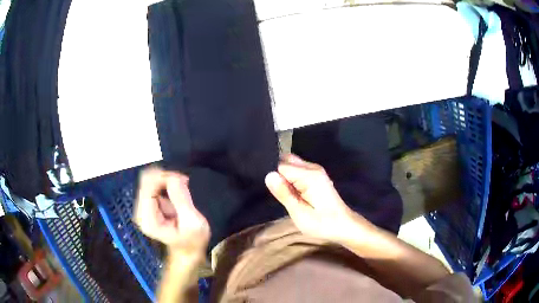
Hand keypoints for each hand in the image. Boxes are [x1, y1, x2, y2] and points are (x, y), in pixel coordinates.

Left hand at [133, 167, 209, 255]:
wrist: (187, 252)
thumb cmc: (192, 241)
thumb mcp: (192, 222)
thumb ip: (181, 199)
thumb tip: (174, 177)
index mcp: (148, 218)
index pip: (148, 186)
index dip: (164, 177)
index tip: (183, 181)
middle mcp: (141, 211)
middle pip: (146, 180)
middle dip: (165, 177)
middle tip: (183, 182)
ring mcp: (143, 208)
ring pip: (149, 180)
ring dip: (166, 179)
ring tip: (182, 187)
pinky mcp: (148, 205)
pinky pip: (153, 185)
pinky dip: (165, 183)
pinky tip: (176, 190)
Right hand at [265, 154, 372, 242]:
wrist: (344, 225)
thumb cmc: (322, 223)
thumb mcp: (300, 213)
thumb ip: (284, 193)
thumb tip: (268, 175)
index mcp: (309, 175)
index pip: (281, 165)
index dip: (275, 177)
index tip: (276, 192)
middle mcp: (313, 167)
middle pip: (286, 160)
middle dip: (278, 173)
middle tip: (280, 194)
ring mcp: (316, 170)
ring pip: (292, 164)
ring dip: (285, 176)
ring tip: (286, 194)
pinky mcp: (317, 176)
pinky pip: (298, 170)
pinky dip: (292, 178)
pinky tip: (293, 193)